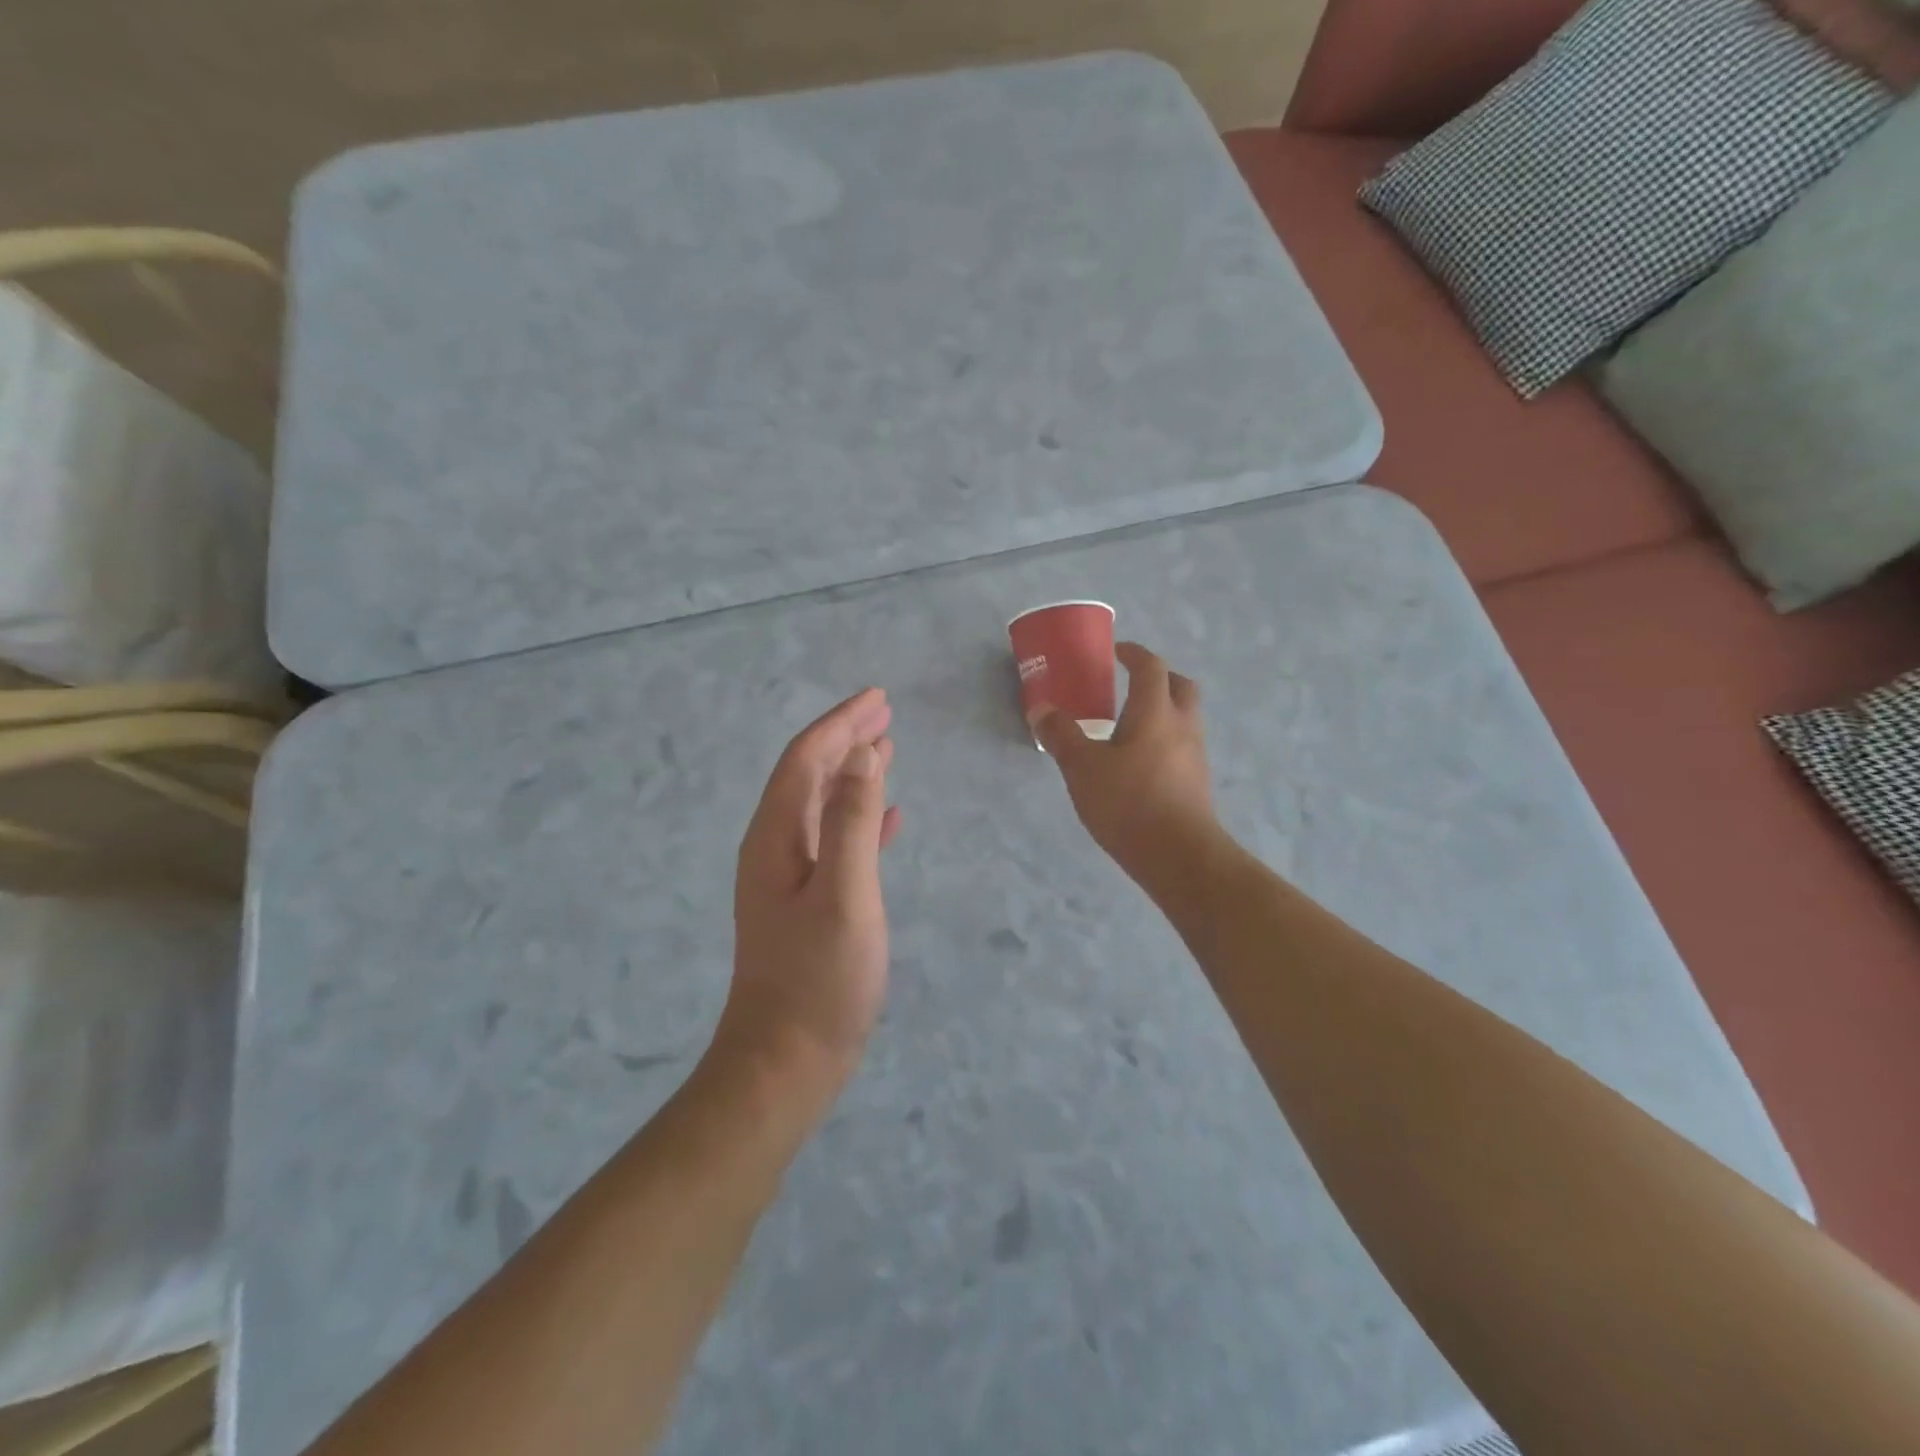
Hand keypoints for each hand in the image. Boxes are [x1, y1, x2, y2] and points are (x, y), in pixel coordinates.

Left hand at [718, 689, 902, 1104]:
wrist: (786, 1062)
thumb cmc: (819, 978)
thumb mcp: (843, 893)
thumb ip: (850, 820)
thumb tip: (861, 752)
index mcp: (775, 837)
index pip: (805, 760)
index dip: (840, 724)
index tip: (878, 698)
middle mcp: (775, 848)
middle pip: (809, 775)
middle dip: (845, 739)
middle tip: (886, 713)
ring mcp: (789, 878)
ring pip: (822, 806)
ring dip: (853, 773)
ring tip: (887, 749)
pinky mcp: (809, 903)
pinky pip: (835, 842)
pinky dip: (859, 819)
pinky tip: (887, 818)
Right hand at [1036, 642, 1217, 881]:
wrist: (1179, 856)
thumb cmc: (1129, 802)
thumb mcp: (1082, 768)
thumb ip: (1062, 735)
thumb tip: (1041, 709)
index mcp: (1155, 711)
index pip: (1150, 667)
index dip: (1133, 654)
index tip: (1115, 651)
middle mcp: (1182, 726)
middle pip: (1180, 686)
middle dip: (1158, 678)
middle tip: (1130, 683)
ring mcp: (1195, 755)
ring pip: (1184, 717)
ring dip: (1162, 710)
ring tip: (1129, 725)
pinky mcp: (1197, 782)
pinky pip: (1182, 746)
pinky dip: (1163, 740)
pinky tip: (1139, 762)